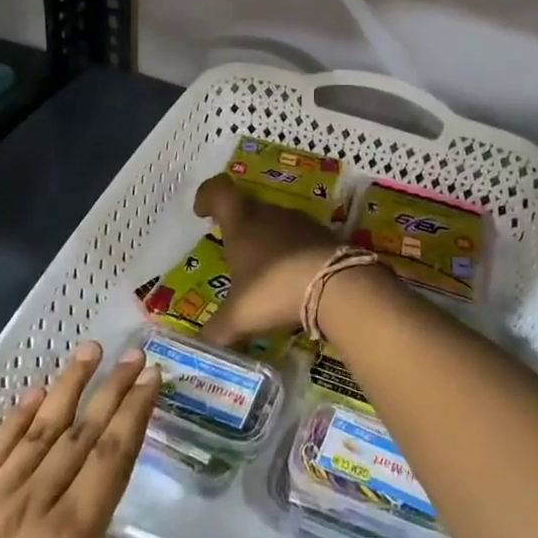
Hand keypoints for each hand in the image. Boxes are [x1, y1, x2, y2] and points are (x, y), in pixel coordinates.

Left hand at [0, 341, 197, 537]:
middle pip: (78, 434)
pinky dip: (13, 420)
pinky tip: (30, 396)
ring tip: (88, 350)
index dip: (134, 413)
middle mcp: (28, 509)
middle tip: (135, 352)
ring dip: (65, 387)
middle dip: (110, 390)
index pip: (109, 458)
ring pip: (36, 433)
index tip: (153, 375)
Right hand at [194, 173, 339, 347]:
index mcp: (242, 223)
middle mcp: (270, 214)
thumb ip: (216, 331)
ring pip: (276, 224)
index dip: (207, 196)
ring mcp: (301, 223)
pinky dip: (293, 255)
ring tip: (265, 272)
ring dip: (268, 241)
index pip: (219, 191)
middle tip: (234, 252)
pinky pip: (301, 240)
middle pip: (248, 208)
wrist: (339, 286)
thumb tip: (199, 346)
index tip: (201, 212)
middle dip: (238, 227)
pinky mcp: (325, 236)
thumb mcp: (239, 317)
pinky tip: (294, 281)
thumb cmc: (275, 290)